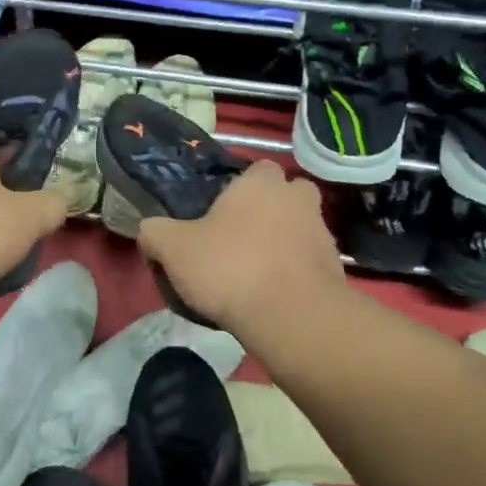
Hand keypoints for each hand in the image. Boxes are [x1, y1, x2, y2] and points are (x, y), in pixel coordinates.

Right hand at [137, 161, 345, 331]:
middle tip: (239, 237)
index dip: (238, 188)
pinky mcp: (335, 268)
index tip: (218, 213)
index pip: (255, 169)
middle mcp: (297, 198)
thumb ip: (154, 232)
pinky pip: (308, 261)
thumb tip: (150, 230)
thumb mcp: (173, 249)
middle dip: (268, 210)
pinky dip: (294, 271)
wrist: (291, 317)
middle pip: (283, 195)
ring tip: (254, 272)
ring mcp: (322, 232)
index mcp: (260, 183)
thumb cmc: (229, 268)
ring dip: (282, 242)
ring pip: (298, 227)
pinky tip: (272, 294)